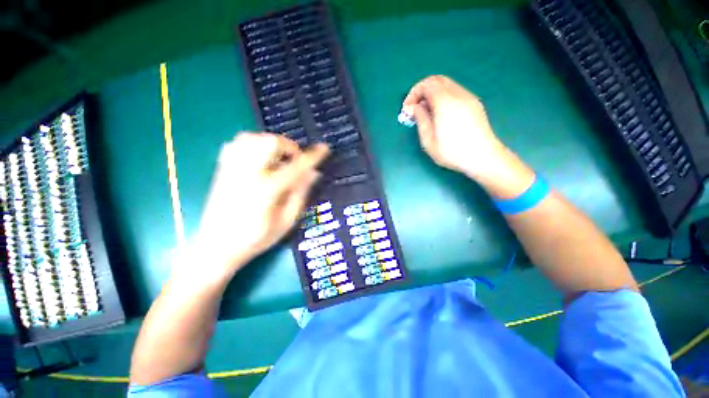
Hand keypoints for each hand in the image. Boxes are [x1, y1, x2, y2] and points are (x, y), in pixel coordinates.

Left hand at [182, 132, 328, 281]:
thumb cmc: (256, 238)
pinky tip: (259, 158)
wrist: (215, 247)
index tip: (324, 148)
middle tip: (295, 160)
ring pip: (252, 138)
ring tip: (279, 158)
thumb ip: (300, 194)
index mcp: (267, 190)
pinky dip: (253, 144)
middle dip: (289, 146)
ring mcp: (232, 169)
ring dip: (271, 143)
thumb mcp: (287, 221)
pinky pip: (236, 143)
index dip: (313, 156)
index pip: (296, 166)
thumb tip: (313, 173)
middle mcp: (248, 174)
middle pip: (270, 142)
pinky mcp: (222, 170)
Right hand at [402, 75, 508, 179]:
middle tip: (415, 107)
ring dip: (433, 94)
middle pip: (438, 80)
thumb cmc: (452, 152)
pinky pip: (455, 92)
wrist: (483, 157)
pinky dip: (443, 97)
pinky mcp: (474, 104)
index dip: (414, 93)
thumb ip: (420, 119)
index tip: (407, 109)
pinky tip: (440, 114)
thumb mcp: (429, 140)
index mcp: (445, 103)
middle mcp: (458, 95)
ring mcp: (469, 98)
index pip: (427, 84)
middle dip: (423, 90)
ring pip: (447, 85)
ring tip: (426, 112)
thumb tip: (414, 107)